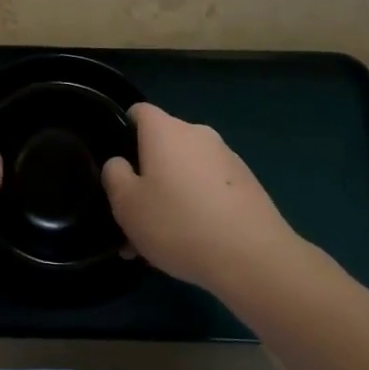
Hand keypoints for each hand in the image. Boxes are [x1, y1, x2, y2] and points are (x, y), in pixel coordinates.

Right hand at [101, 103, 295, 292]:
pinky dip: (196, 209)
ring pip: (185, 173)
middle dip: (146, 178)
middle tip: (133, 219)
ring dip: (169, 198)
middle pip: (162, 147)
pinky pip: (209, 190)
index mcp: (166, 130)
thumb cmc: (178, 222)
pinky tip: (190, 246)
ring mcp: (227, 158)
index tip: (117, 165)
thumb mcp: (127, 204)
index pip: (138, 112)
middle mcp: (198, 134)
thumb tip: (121, 163)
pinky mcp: (248, 185)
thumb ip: (114, 176)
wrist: (253, 258)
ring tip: (158, 244)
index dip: (122, 131)